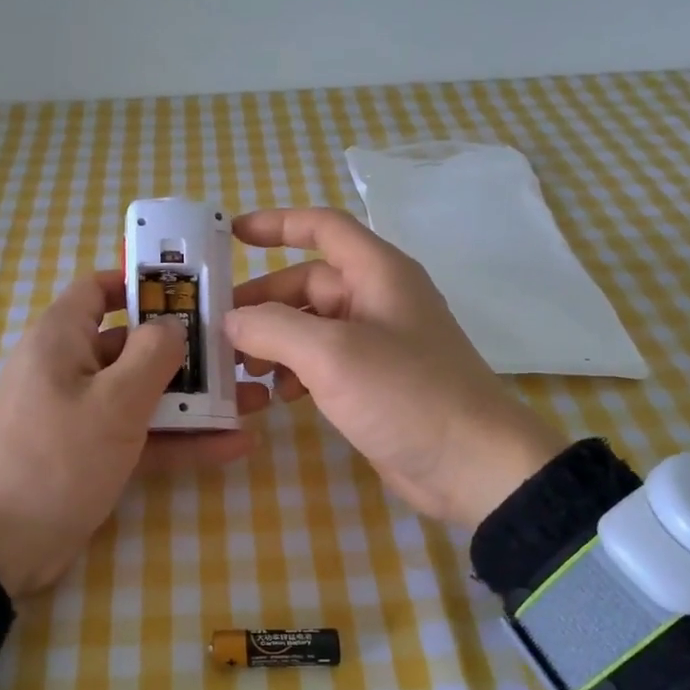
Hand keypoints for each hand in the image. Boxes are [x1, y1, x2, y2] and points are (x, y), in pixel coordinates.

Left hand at [0, 271, 266, 594]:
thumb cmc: (56, 458)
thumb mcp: (113, 402)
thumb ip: (152, 355)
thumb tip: (173, 326)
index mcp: (61, 339)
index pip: (98, 290)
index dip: (141, 284)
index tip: (193, 292)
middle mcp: (70, 369)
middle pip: (133, 345)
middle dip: (187, 350)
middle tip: (240, 354)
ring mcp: (81, 416)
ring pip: (143, 395)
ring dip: (194, 399)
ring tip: (251, 401)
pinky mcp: (91, 456)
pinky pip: (141, 437)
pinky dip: (180, 440)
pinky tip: (233, 445)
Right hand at [226, 208, 566, 525]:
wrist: (472, 465)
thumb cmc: (406, 394)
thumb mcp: (332, 354)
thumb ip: (274, 328)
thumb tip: (232, 320)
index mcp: (378, 273)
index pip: (323, 228)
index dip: (277, 224)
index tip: (230, 234)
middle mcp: (377, 300)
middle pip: (306, 284)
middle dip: (262, 304)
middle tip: (218, 330)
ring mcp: (375, 344)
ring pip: (309, 328)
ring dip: (273, 344)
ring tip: (242, 372)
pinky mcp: (372, 383)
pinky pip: (321, 364)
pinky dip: (293, 373)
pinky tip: (275, 397)